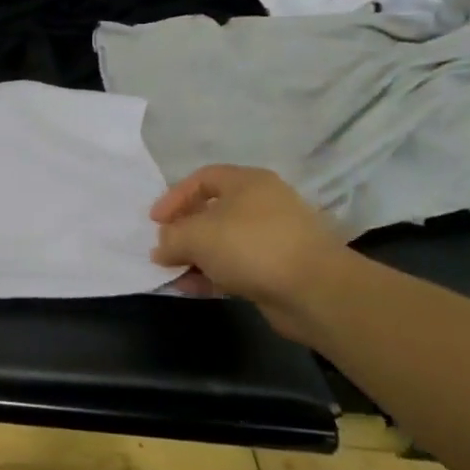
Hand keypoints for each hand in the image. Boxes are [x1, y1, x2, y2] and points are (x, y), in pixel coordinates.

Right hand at [151, 166, 355, 341]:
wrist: (315, 291)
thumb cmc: (250, 247)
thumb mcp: (195, 236)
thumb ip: (170, 238)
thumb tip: (162, 247)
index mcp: (247, 182)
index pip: (202, 179)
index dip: (174, 197)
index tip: (155, 222)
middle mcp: (263, 204)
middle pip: (212, 211)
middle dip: (183, 231)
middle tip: (163, 248)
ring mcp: (275, 236)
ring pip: (223, 241)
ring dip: (196, 257)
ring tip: (174, 273)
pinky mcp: (280, 268)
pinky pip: (237, 265)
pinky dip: (214, 274)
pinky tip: (194, 288)